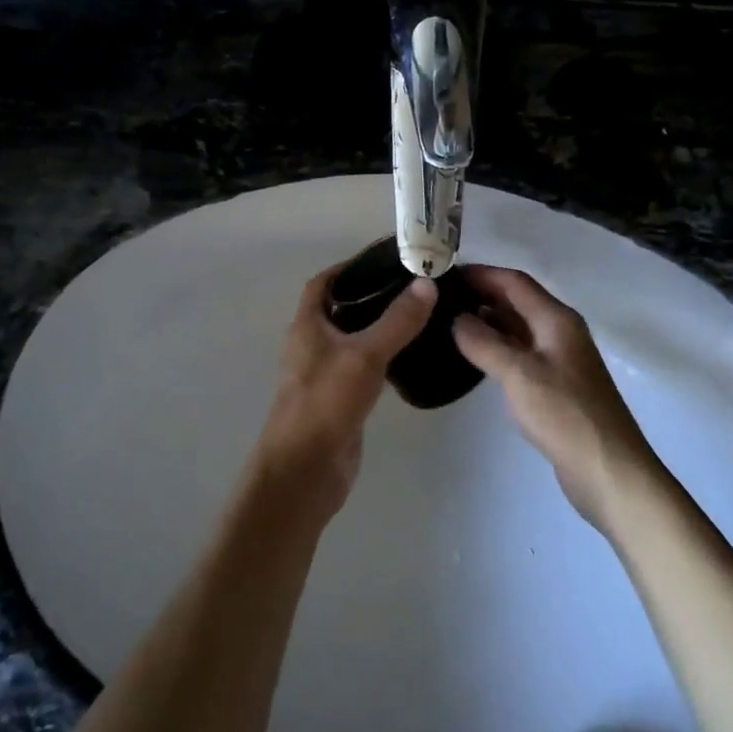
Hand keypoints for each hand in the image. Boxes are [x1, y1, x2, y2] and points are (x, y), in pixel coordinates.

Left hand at [253, 263, 436, 516]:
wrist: (305, 471)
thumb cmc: (326, 403)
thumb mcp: (364, 355)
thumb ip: (397, 321)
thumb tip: (427, 283)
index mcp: (308, 326)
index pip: (323, 284)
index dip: (348, 268)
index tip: (384, 260)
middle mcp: (312, 346)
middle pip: (341, 310)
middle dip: (372, 297)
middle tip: (414, 287)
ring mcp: (326, 375)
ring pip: (354, 341)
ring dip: (379, 328)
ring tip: (420, 316)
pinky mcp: (341, 400)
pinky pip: (364, 369)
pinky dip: (383, 358)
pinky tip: (411, 358)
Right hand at [452, 266, 663, 533]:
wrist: (608, 469)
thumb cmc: (564, 414)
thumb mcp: (518, 374)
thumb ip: (484, 343)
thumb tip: (457, 319)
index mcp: (556, 320)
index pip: (515, 282)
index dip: (482, 274)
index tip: (446, 273)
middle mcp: (561, 332)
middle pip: (518, 302)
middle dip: (483, 295)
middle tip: (442, 299)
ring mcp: (561, 360)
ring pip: (519, 329)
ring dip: (489, 323)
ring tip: (450, 324)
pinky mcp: (557, 387)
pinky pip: (522, 355)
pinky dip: (498, 349)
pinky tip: (476, 359)